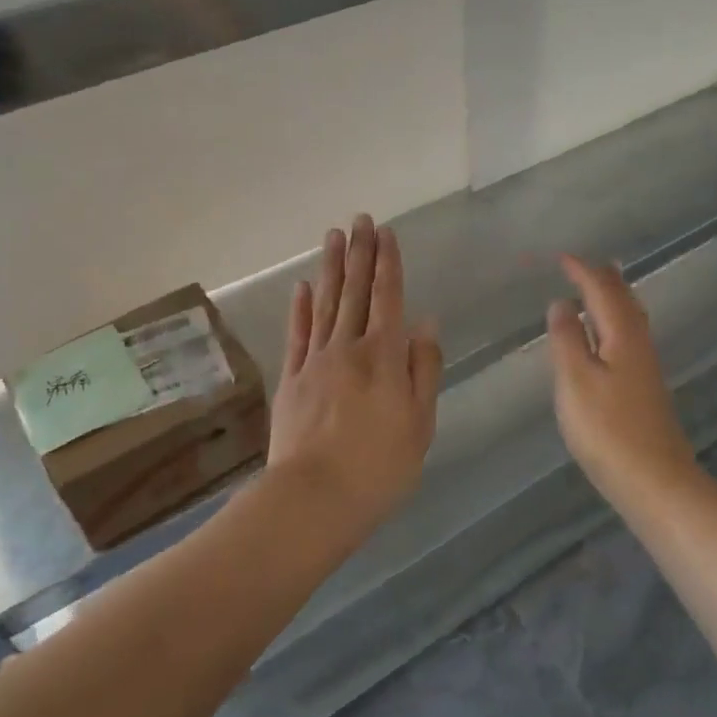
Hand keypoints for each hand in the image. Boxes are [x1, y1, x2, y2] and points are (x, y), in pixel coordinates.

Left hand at [267, 215, 441, 530]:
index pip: (388, 297)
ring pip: (325, 304)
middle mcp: (348, 347)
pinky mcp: (291, 379)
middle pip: (354, 291)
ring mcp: (315, 361)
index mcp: (384, 356)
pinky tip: (302, 287)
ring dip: (330, 268)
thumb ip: (424, 368)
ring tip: (333, 236)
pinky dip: (300, 308)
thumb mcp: (420, 422)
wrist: (314, 498)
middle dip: (359, 253)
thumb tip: (425, 323)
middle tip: (359, 219)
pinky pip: (297, 334)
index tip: (386, 232)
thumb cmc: (380, 466)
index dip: (387, 263)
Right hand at [546, 256, 693, 495]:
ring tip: (598, 285)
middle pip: (623, 298)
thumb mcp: (576, 381)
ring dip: (612, 296)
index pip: (602, 290)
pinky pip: (629, 335)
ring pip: (630, 317)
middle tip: (580, 265)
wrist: (655, 481)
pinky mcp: (644, 386)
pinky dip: (614, 320)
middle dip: (602, 278)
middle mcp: (639, 343)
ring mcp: (645, 366)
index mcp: (622, 335)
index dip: (581, 271)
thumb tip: (562, 303)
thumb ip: (567, 339)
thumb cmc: (608, 429)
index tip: (561, 257)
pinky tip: (606, 334)